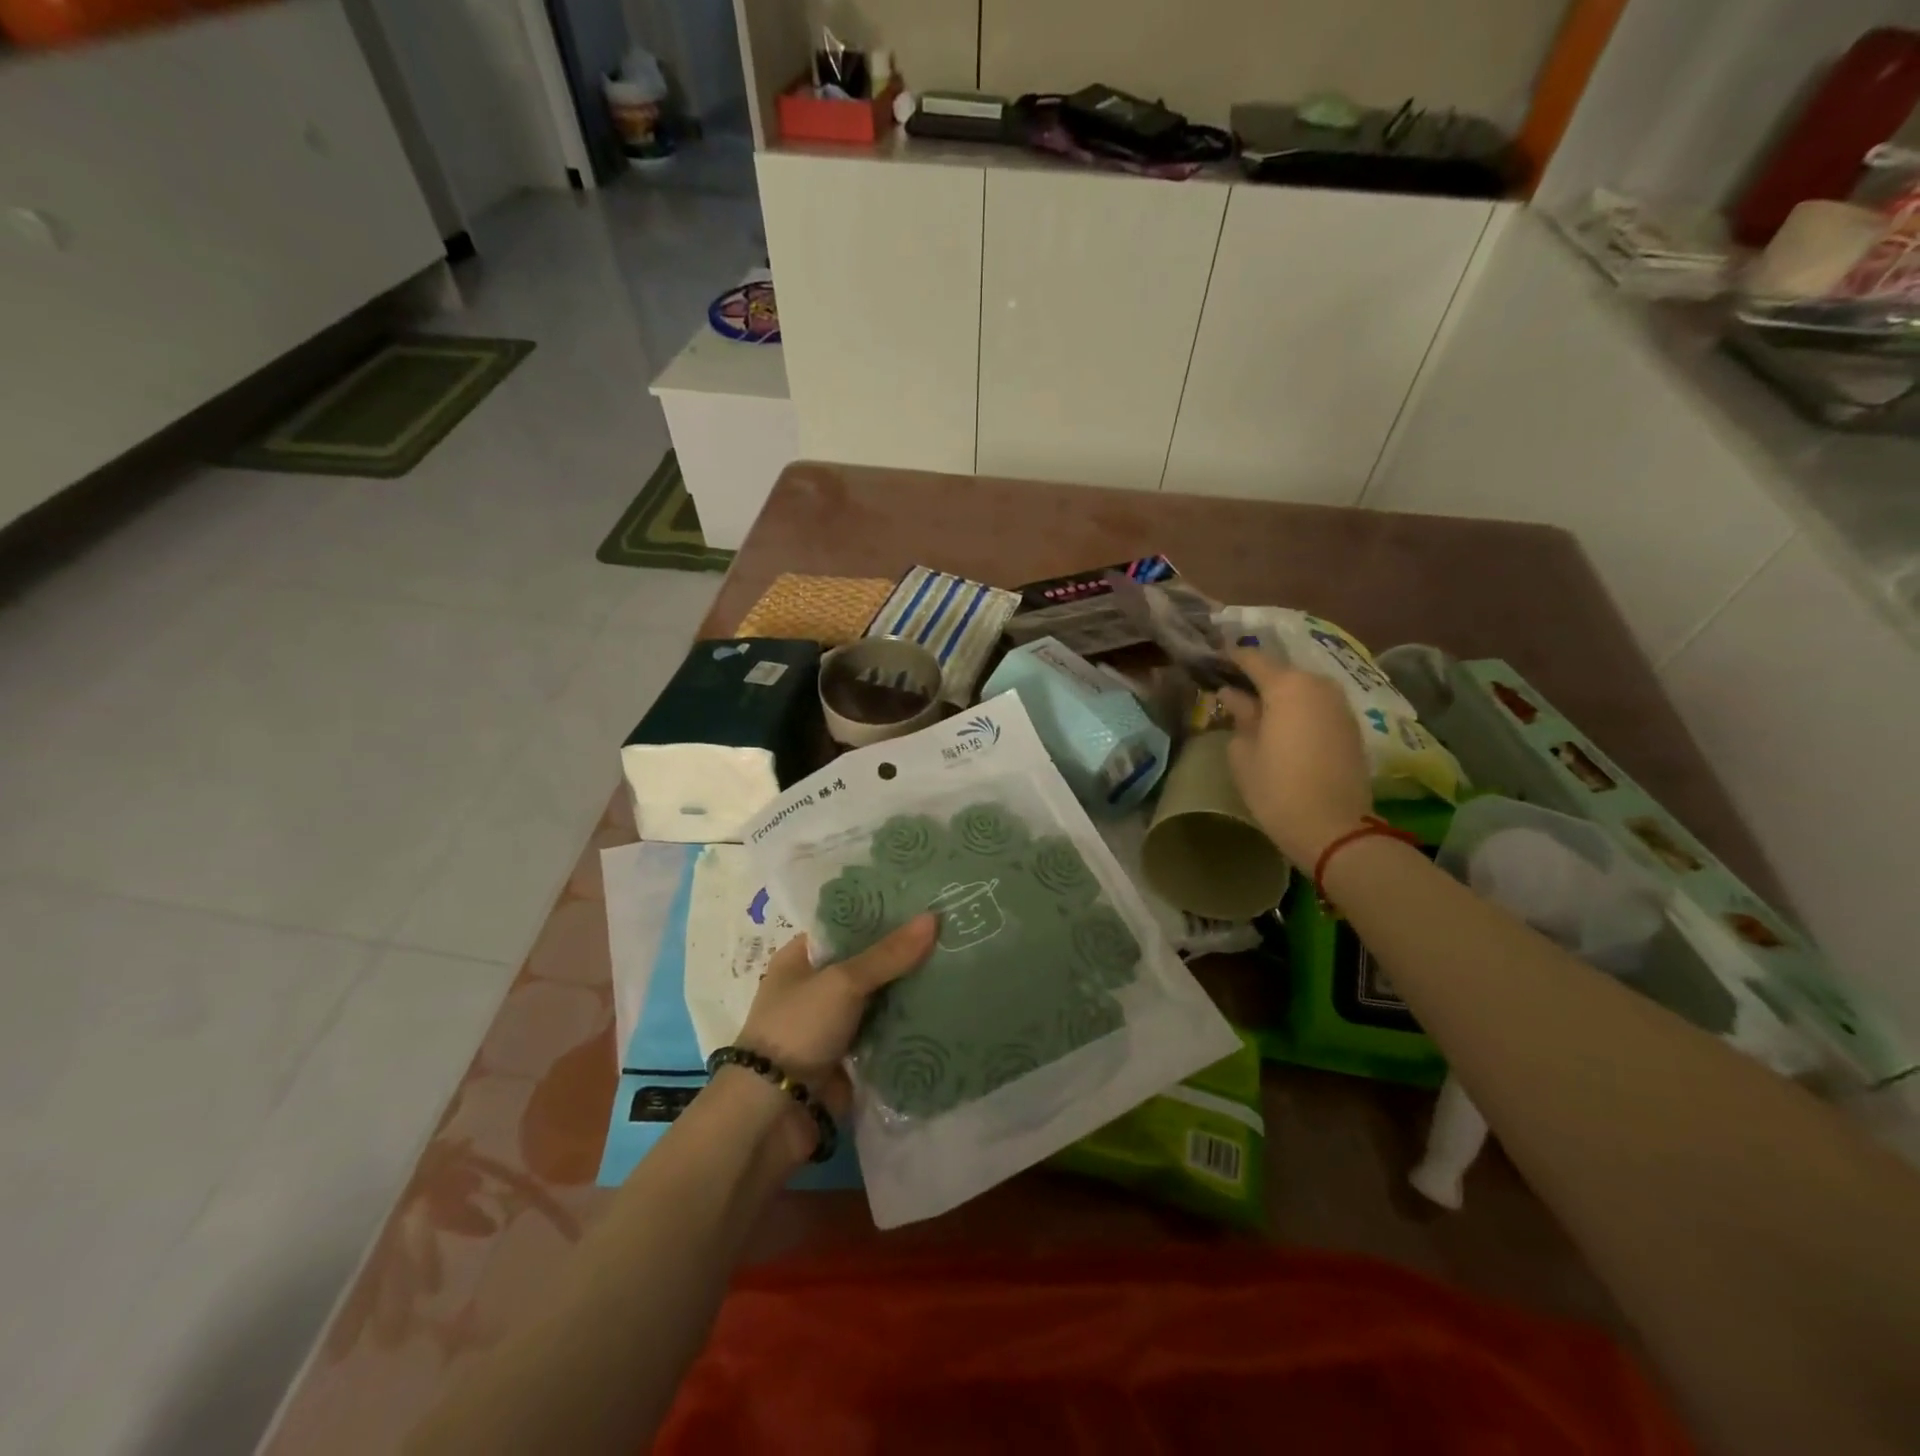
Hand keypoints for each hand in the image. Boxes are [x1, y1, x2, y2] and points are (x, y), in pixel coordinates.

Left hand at [735, 914, 937, 1125]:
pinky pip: (886, 1034)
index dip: (884, 915)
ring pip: (882, 999)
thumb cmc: (798, 1029)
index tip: (926, 902)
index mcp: (802, 958)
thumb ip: (888, 954)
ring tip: (962, 967)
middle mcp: (817, 987)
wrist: (773, 1114)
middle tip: (954, 934)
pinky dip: (910, 1027)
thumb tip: (933, 918)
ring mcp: (835, 1024)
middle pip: (869, 963)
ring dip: (912, 991)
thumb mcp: (843, 982)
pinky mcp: (851, 1058)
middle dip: (906, 954)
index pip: (849, 926)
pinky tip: (949, 1010)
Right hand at [1218, 649, 1372, 866]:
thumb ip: (1239, 715)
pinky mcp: (1352, 727)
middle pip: (1281, 672)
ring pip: (1302, 689)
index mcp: (1287, 686)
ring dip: (1279, 695)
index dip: (1230, 658)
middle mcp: (1318, 685)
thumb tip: (1233, 695)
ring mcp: (1340, 705)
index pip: (1253, 659)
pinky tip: (1283, 727)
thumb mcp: (1243, 752)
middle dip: (1256, 679)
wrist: (1334, 829)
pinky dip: (1299, 710)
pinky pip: (1318, 706)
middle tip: (1231, 691)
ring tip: (1255, 710)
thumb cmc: (1277, 789)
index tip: (1212, 661)